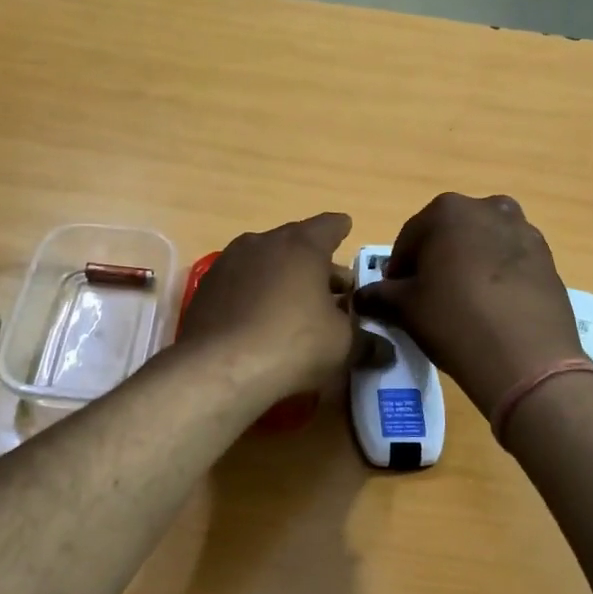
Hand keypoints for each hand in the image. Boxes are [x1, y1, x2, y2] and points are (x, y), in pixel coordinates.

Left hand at [176, 212, 357, 399]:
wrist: (219, 367)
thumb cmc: (293, 343)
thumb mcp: (342, 345)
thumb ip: (366, 342)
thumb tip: (386, 351)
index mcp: (301, 246)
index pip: (329, 226)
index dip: (341, 229)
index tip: (346, 229)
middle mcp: (263, 242)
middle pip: (296, 244)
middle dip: (315, 263)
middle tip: (333, 286)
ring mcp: (229, 262)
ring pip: (265, 261)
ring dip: (283, 277)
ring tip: (296, 303)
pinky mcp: (206, 288)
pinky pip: (241, 282)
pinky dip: (255, 293)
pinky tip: (261, 319)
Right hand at [352, 193, 582, 418]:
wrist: (527, 358)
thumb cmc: (454, 321)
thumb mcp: (405, 309)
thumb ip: (379, 295)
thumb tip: (361, 297)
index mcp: (447, 211)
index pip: (409, 238)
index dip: (399, 269)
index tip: (396, 296)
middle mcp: (488, 208)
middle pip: (449, 234)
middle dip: (436, 260)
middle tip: (429, 298)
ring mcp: (523, 230)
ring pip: (482, 244)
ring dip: (468, 264)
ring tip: (464, 303)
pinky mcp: (547, 257)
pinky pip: (510, 261)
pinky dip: (497, 276)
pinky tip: (492, 308)